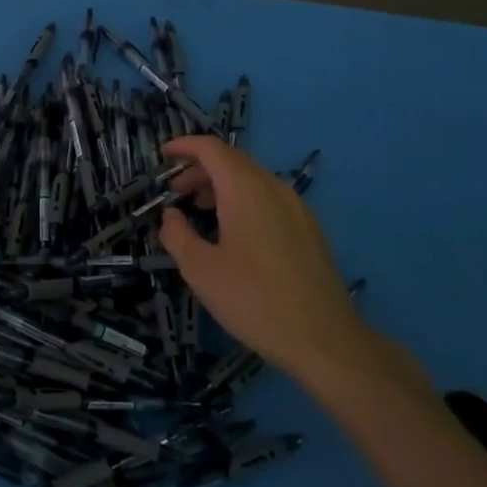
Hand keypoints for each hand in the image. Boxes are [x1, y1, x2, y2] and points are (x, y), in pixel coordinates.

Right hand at [158, 136, 380, 385]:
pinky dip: (244, 200)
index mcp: (245, 190)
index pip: (211, 149)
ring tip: (200, 211)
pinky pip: (270, 199)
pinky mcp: (309, 230)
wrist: (324, 340)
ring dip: (222, 186)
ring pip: (253, 180)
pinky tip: (234, 233)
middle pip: (232, 161)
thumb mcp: (200, 270)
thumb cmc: (254, 300)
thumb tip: (170, 215)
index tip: (162, 156)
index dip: (184, 146)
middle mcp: (274, 188)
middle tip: (176, 192)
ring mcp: (297, 208)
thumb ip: (177, 235)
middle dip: (200, 169)